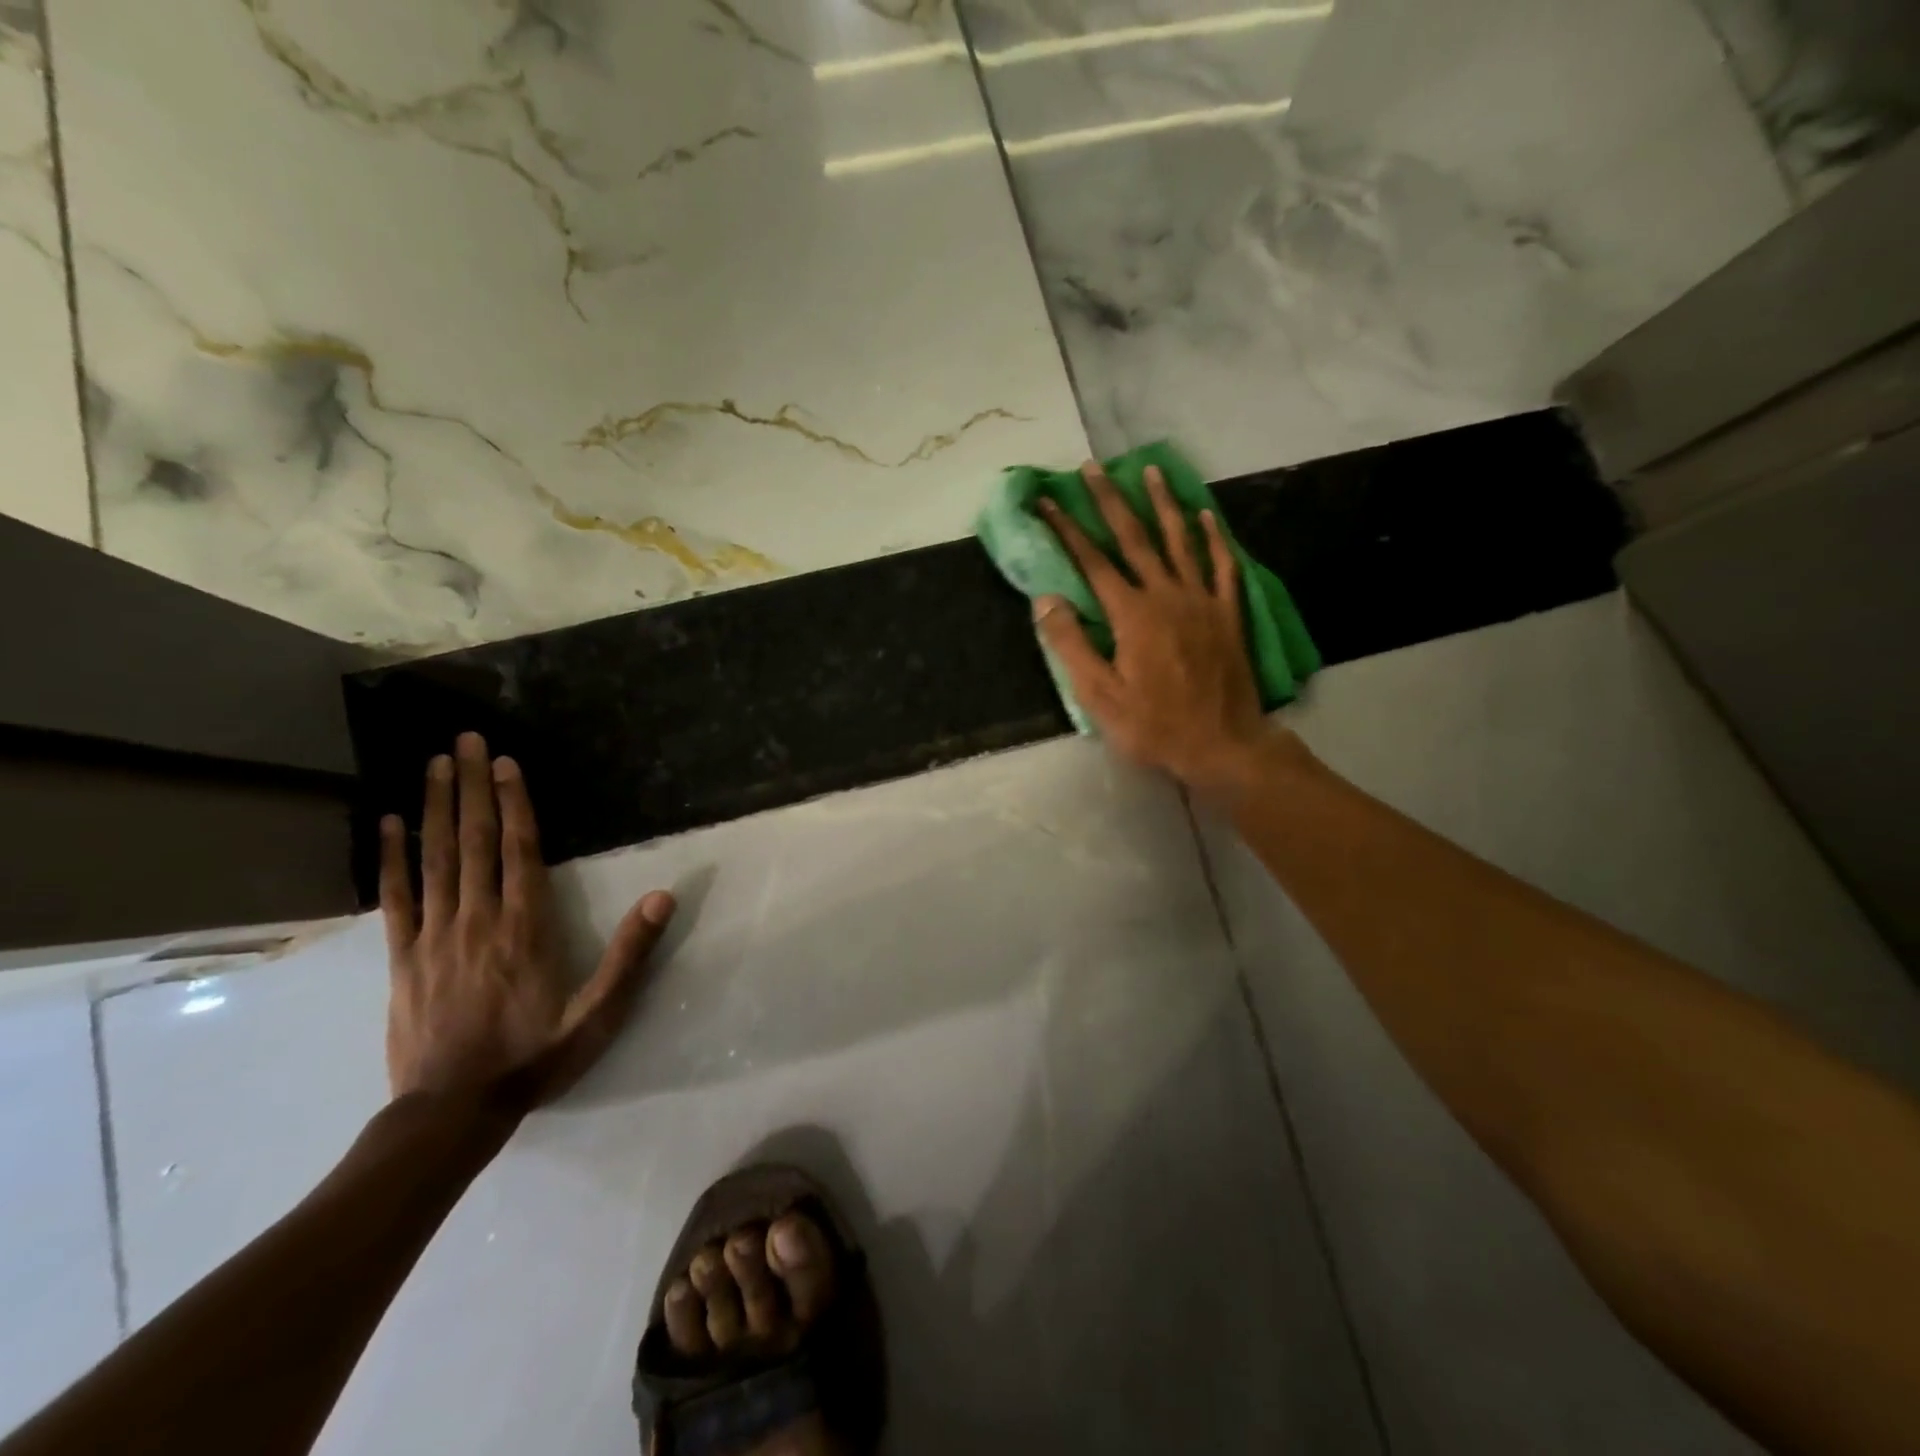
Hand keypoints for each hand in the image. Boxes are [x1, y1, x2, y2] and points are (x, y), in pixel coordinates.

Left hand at [379, 732, 674, 1106]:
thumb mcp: (598, 1013)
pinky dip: (391, 858)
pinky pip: (396, 898)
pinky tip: (389, 824)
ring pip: (435, 859)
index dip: (514, 803)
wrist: (452, 1112)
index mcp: (525, 927)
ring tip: (434, 765)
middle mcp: (478, 919)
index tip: (505, 762)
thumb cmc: (534, 1057)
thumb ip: (630, 954)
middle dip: (472, 787)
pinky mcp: (403, 957)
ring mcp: (434, 936)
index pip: (519, 850)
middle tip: (463, 741)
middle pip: (474, 841)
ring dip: (436, 807)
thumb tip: (664, 896)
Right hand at [1035, 461, 1287, 792]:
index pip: (1091, 562)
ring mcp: (1202, 601)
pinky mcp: (1228, 614)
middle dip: (1110, 500)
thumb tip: (1046, 598)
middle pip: (1134, 538)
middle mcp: (1166, 595)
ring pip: (1180, 541)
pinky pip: (1223, 566)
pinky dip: (1214, 538)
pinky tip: (1206, 515)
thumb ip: (1072, 644)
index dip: (1065, 530)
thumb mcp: (1100, 696)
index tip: (1046, 502)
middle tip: (1093, 468)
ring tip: (1151, 471)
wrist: (1223, 745)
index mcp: (1132, 615)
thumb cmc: (1155, 726)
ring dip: (1163, 503)